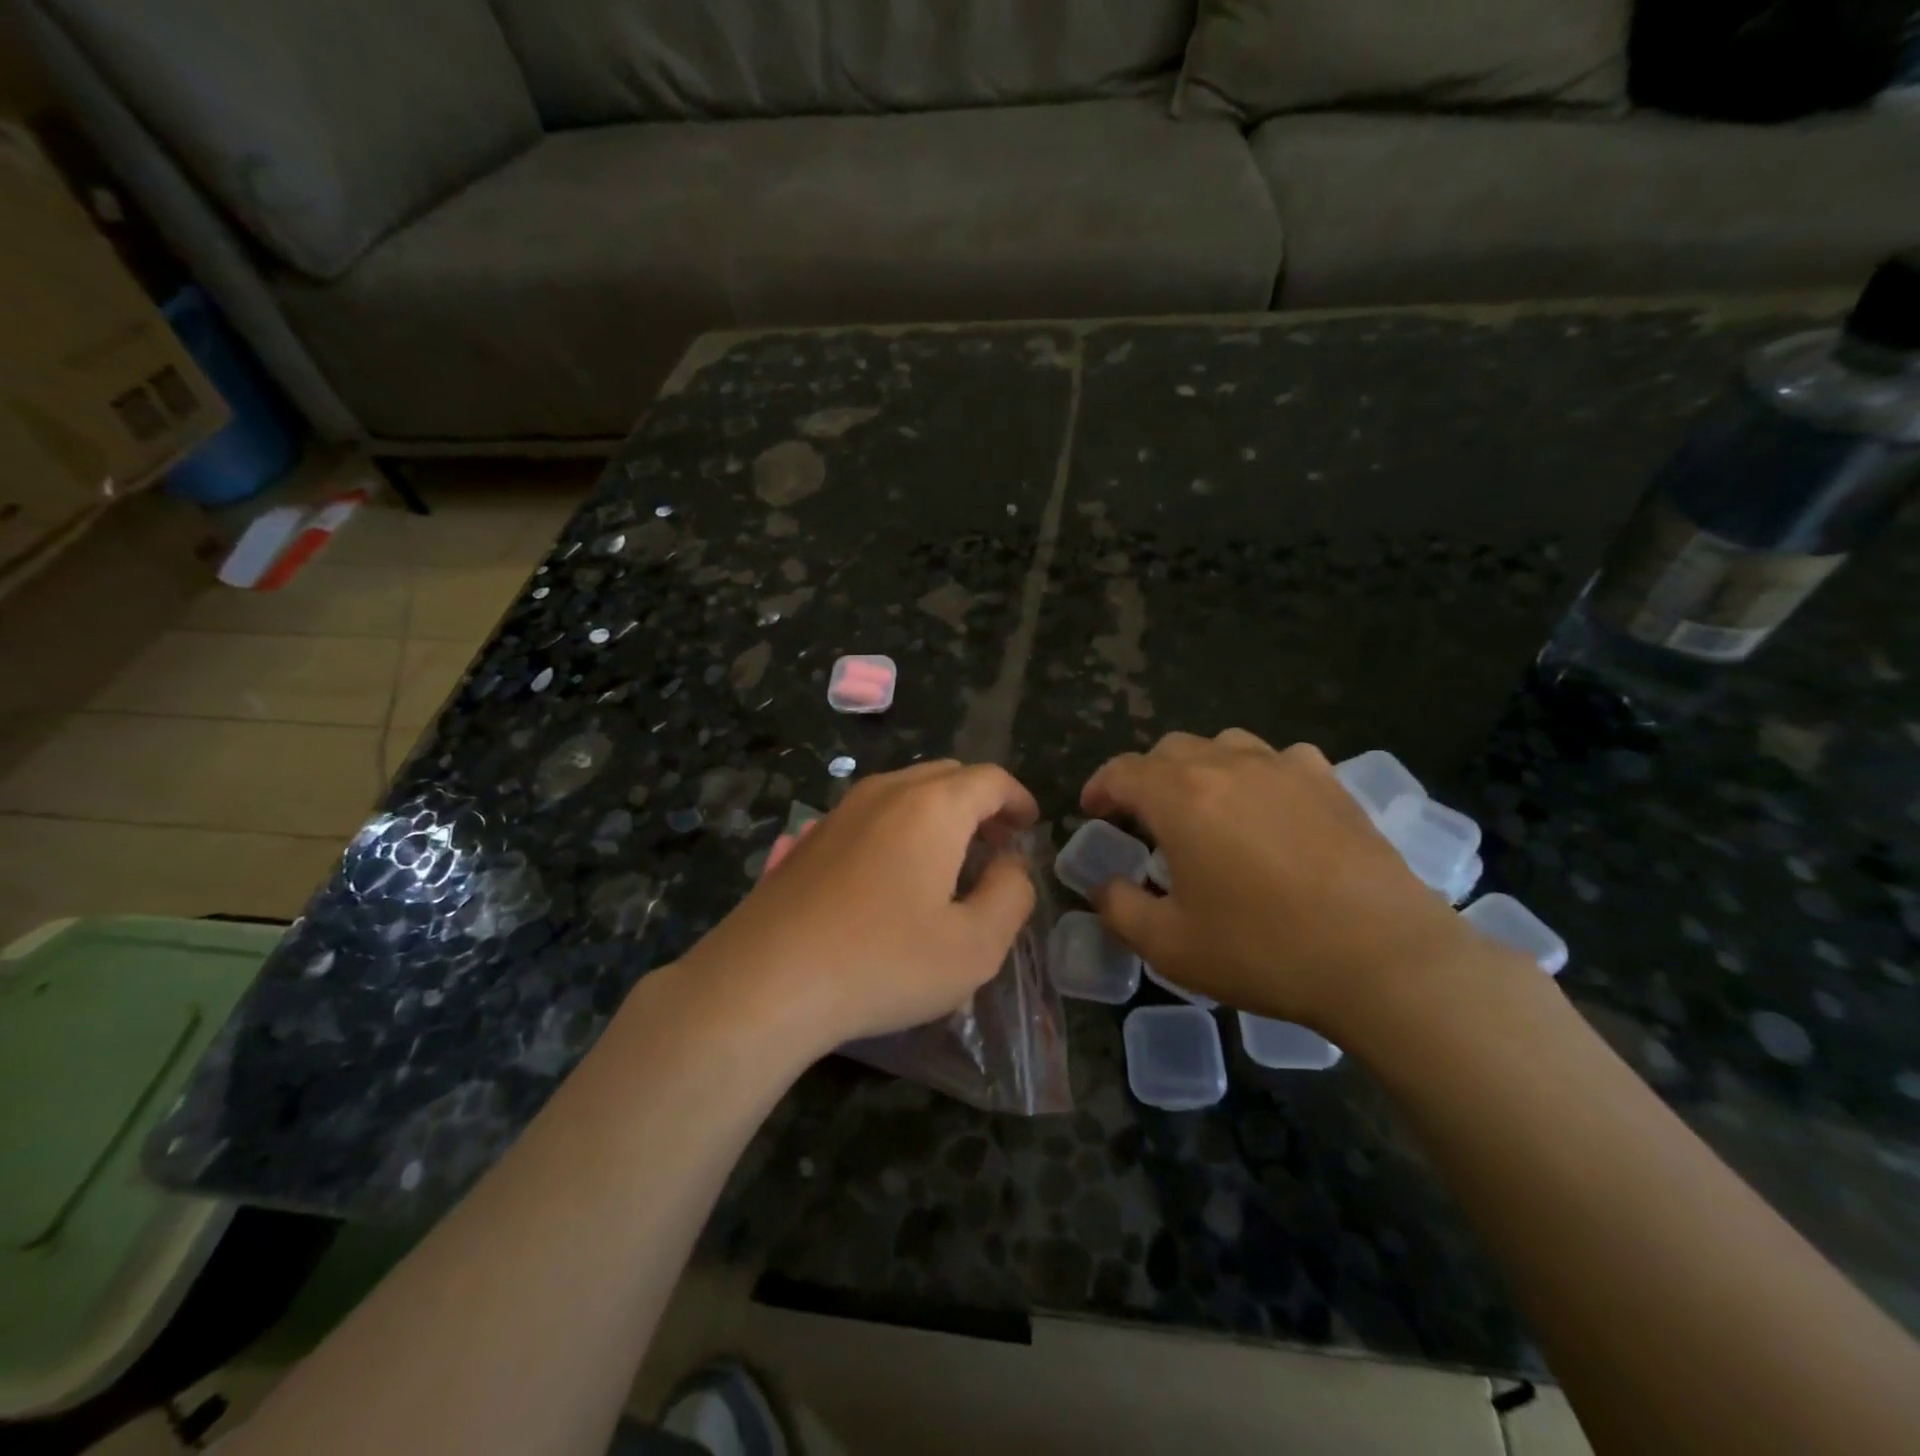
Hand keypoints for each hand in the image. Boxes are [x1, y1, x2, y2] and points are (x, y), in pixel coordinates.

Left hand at [679, 760, 1039, 1053]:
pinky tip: (897, 877)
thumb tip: (1012, 865)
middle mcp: (887, 792)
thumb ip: (1011, 895)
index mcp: (933, 806)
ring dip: (941, 815)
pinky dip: (903, 828)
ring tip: (951, 862)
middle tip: (997, 846)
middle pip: (949, 777)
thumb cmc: (883, 961)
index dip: (1019, 800)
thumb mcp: (976, 945)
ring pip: (907, 792)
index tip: (1030, 827)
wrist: (765, 980)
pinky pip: (874, 814)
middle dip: (982, 805)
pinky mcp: (812, 837)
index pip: (991, 780)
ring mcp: (842, 810)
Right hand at [1081, 730, 1478, 1037]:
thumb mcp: (1170, 945)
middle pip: (1170, 750)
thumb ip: (1120, 909)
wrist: (1384, 960)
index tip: (1092, 811)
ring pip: (1225, 744)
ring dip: (1200, 768)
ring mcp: (1285, 768)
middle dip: (1146, 778)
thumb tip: (1104, 886)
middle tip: (1144, 818)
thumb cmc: (1264, 950)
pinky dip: (1257, 774)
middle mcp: (1228, 766)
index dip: (1100, 787)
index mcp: (1180, 797)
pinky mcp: (1331, 784)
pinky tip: (1269, 808)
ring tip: (1204, 807)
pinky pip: (1279, 759)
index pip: (1123, 771)